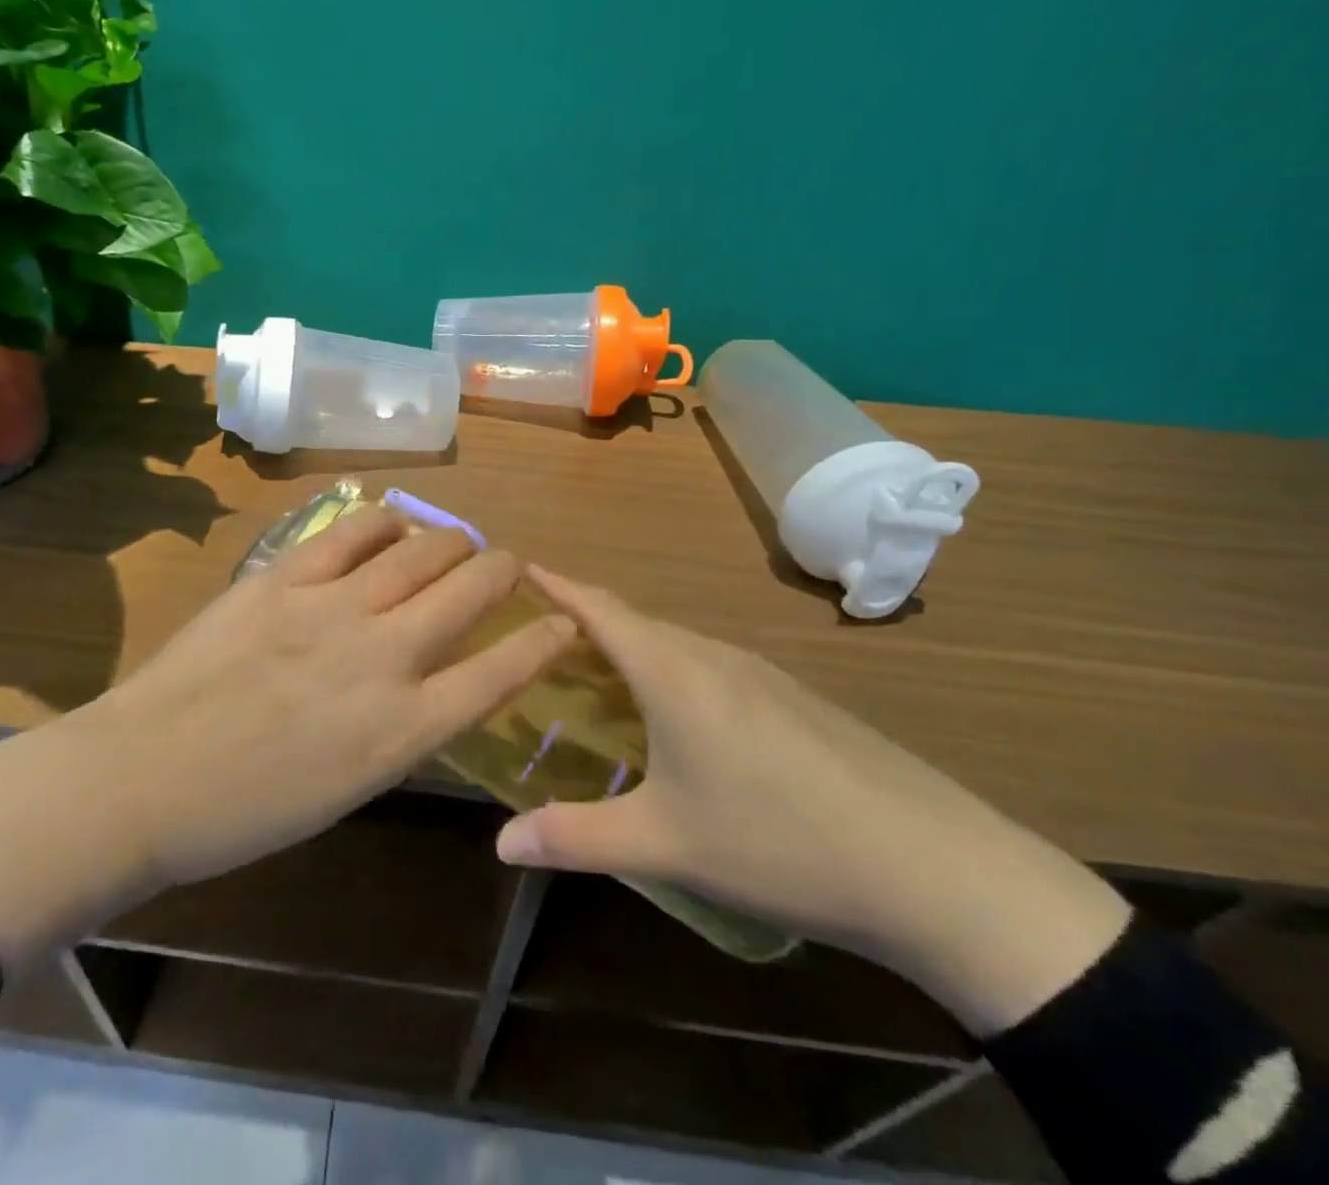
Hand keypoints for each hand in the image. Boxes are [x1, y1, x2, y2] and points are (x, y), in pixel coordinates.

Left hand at [0, 508, 575, 976]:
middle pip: (470, 591)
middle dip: (504, 572)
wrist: (146, 777)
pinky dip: (386, 520)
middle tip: (509, 566)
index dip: (543, 640)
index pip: (501, 670)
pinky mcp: (287, 577)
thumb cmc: (247, 811)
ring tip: (456, 542)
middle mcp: (384, 658)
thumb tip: (427, 684)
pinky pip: (353, 530)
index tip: (565, 620)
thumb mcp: (348, 787)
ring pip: (420, 550)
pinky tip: (394, 521)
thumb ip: (398, 729)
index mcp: (405, 729)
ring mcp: (334, 608)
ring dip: (451, 541)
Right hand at [496, 568, 1130, 1036]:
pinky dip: (672, 672)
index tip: (519, 567)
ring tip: (597, 677)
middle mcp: (714, 656)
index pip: (599, 608)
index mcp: (673, 672)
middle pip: (636, 622)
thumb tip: (500, 843)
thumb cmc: (779, 842)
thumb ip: (576, 837)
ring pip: (677, 645)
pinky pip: (712, 667)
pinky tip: (677, 719)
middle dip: (585, 620)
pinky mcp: (796, 700)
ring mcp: (763, 674)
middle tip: (541, 640)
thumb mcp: (666, 843)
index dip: (557, 584)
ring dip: (631, 649)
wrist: (938, 870)